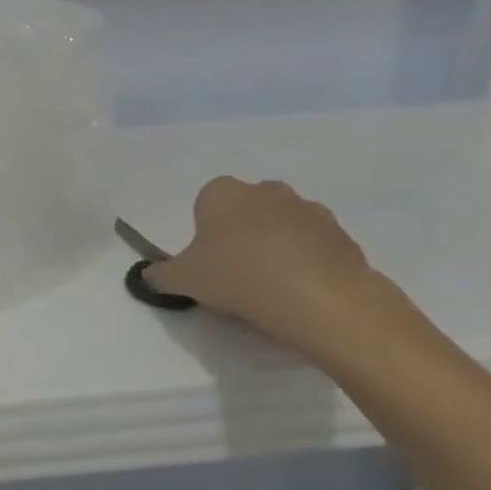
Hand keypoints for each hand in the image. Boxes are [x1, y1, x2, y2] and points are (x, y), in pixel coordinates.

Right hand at [144, 177, 406, 362]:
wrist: (321, 299)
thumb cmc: (238, 276)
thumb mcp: (184, 280)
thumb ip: (161, 275)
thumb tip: (148, 275)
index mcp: (223, 192)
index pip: (206, 203)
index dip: (205, 232)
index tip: (209, 261)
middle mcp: (266, 190)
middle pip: (246, 211)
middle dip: (241, 234)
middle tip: (237, 273)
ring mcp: (309, 209)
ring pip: (282, 226)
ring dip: (276, 247)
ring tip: (272, 287)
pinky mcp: (342, 234)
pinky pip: (314, 246)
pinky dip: (307, 262)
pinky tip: (301, 292)